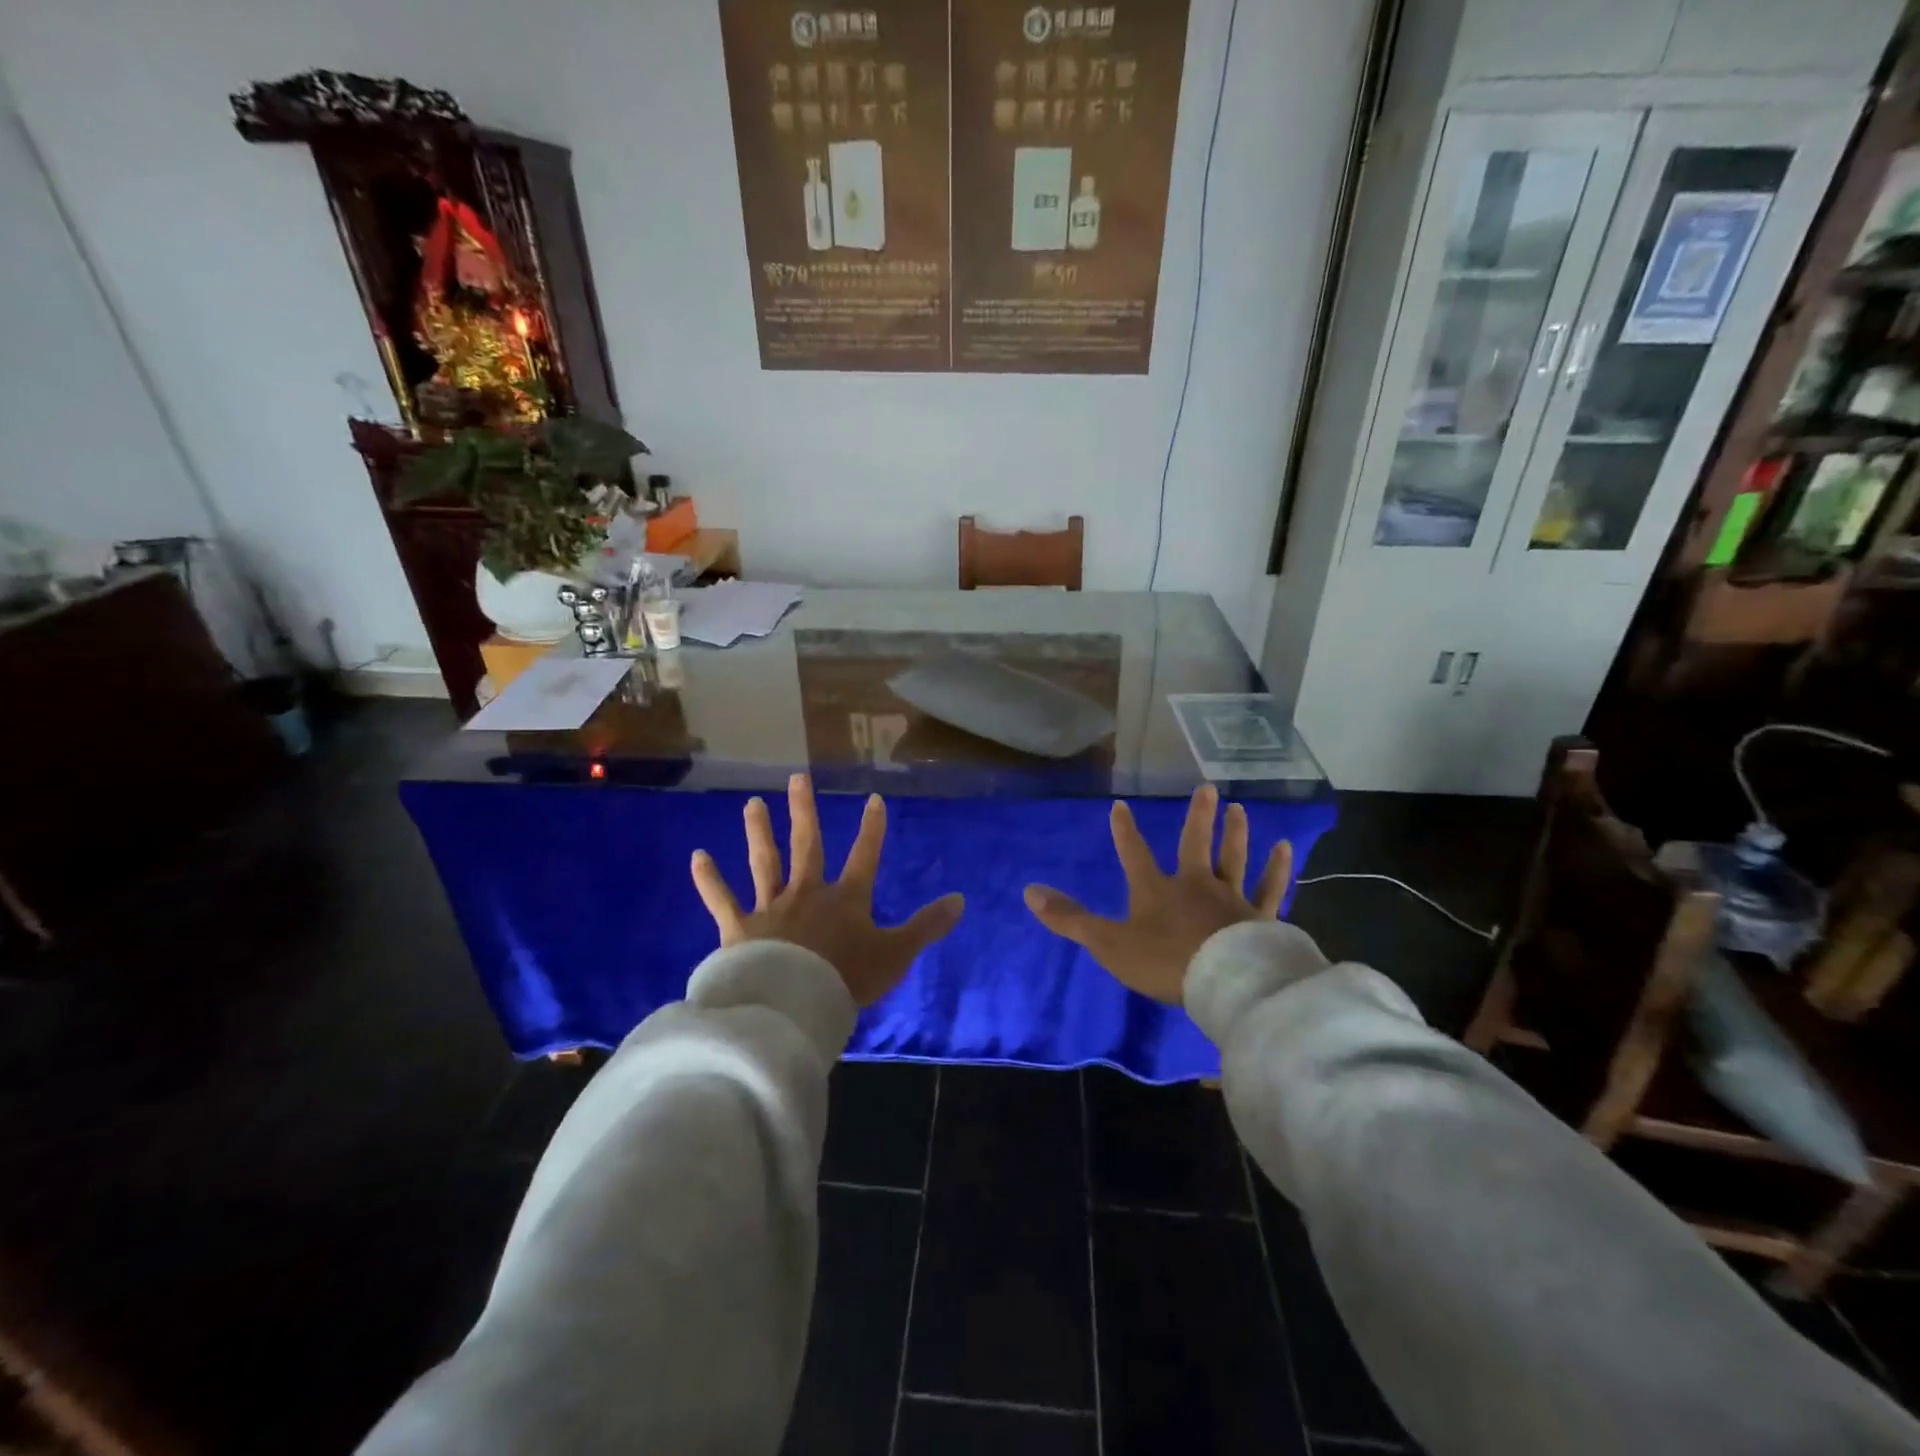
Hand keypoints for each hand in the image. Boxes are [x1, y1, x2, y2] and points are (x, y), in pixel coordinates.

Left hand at [691, 773, 965, 1007]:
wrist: (794, 1005)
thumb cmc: (847, 979)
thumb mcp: (896, 954)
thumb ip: (927, 926)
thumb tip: (962, 899)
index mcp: (846, 898)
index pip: (865, 855)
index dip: (872, 828)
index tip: (873, 798)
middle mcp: (807, 892)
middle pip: (807, 845)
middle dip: (804, 811)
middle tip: (797, 778)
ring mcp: (771, 907)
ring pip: (764, 862)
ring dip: (759, 832)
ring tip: (752, 804)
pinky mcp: (740, 929)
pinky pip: (722, 900)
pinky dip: (709, 879)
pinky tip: (698, 856)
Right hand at [1023, 785, 1291, 1004]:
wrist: (1224, 983)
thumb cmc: (1164, 961)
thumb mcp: (1108, 943)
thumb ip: (1070, 919)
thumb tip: (1029, 891)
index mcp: (1156, 890)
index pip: (1134, 853)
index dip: (1125, 830)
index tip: (1121, 805)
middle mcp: (1195, 884)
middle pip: (1196, 844)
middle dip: (1198, 817)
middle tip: (1207, 788)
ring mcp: (1231, 899)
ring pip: (1234, 858)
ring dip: (1235, 832)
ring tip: (1239, 808)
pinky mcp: (1261, 917)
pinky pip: (1271, 888)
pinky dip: (1277, 869)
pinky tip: (1285, 848)